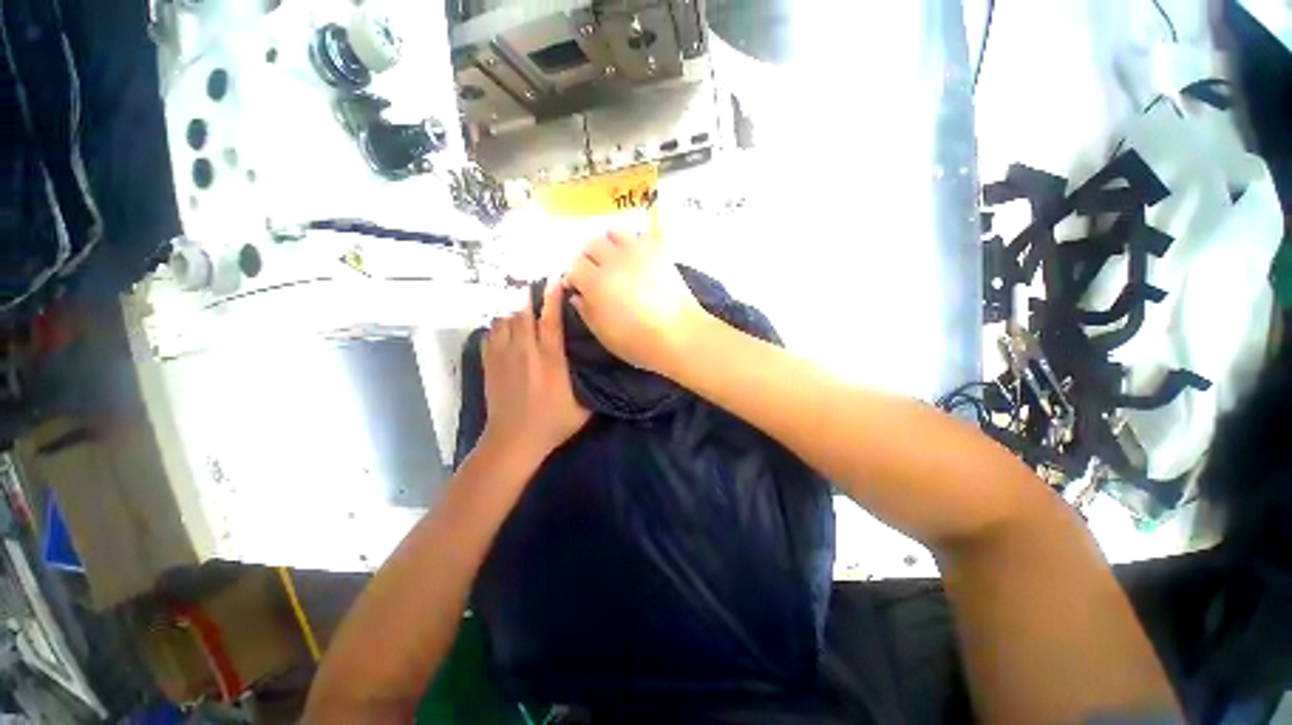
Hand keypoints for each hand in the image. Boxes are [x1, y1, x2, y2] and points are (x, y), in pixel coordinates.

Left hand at [480, 280, 590, 462]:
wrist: (513, 441)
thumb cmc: (552, 424)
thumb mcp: (584, 407)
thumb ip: (592, 384)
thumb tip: (602, 367)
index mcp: (550, 360)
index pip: (551, 320)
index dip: (553, 297)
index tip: (557, 280)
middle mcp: (525, 352)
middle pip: (523, 313)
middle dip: (529, 295)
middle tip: (537, 284)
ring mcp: (503, 357)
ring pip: (505, 320)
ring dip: (513, 309)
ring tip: (521, 302)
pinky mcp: (489, 365)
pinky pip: (490, 334)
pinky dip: (497, 325)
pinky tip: (504, 324)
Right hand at [565, 230, 709, 375]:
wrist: (680, 336)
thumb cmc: (639, 343)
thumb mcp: (604, 335)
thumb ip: (586, 312)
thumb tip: (577, 295)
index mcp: (596, 283)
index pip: (574, 265)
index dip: (575, 276)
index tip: (580, 286)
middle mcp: (613, 261)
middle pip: (591, 243)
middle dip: (590, 256)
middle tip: (597, 272)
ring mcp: (638, 253)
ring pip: (615, 232)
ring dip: (611, 243)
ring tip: (617, 258)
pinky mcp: (660, 251)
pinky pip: (643, 235)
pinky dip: (636, 242)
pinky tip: (640, 257)